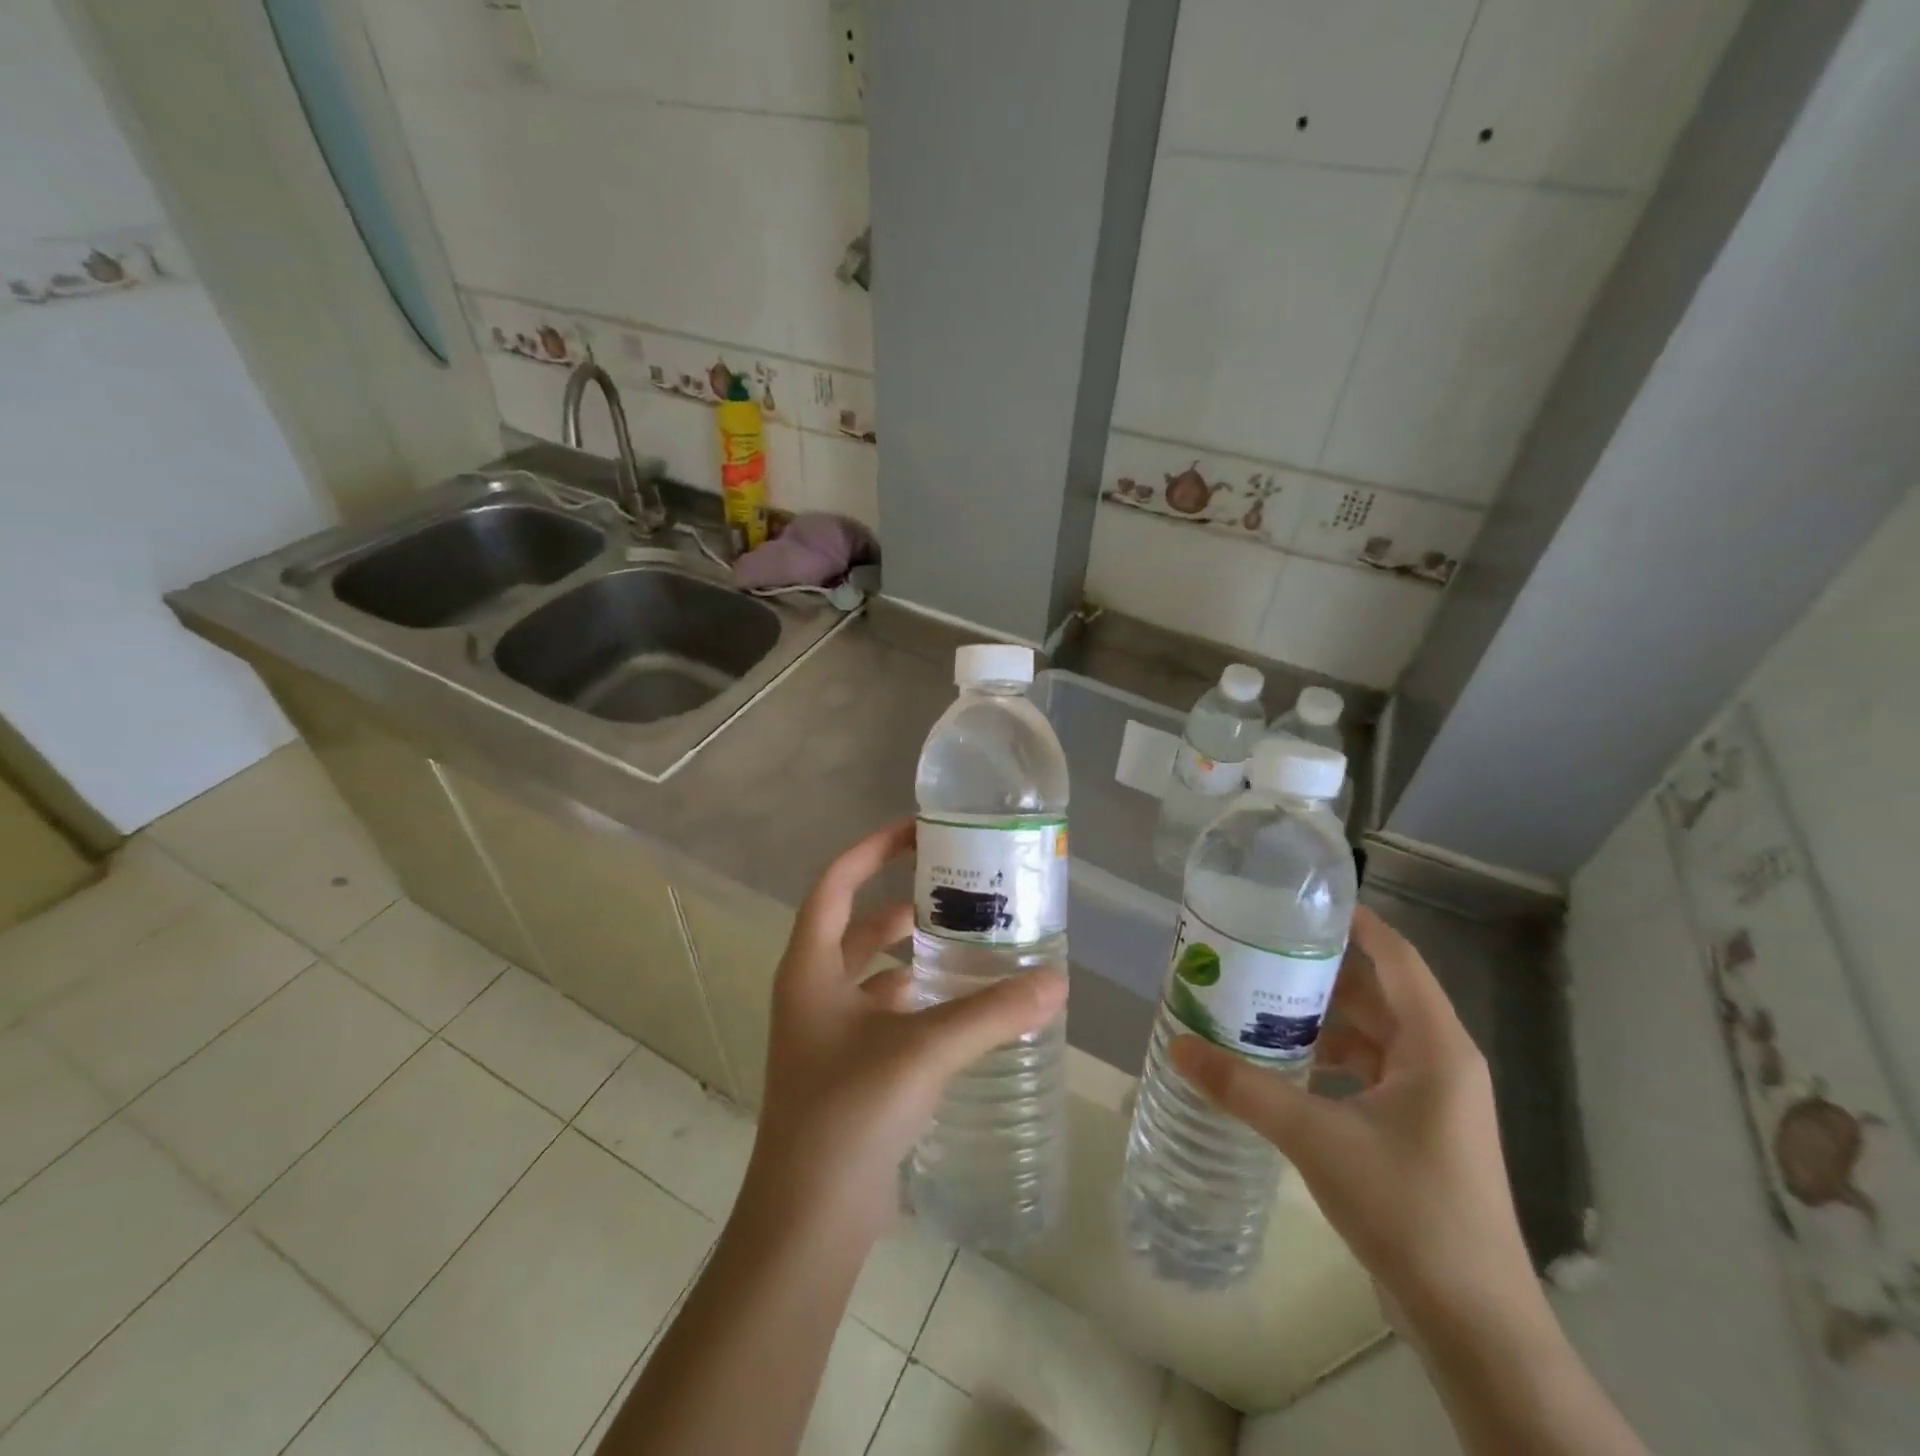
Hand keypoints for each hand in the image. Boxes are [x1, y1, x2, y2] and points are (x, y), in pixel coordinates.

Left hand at [742, 818, 1067, 1243]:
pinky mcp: (846, 1067)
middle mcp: (812, 991)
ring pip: (872, 972)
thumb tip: (1056, 981)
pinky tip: (959, 1006)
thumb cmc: (850, 1113)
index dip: (871, 850)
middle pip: (858, 925)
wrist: (810, 1219)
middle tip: (958, 890)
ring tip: (968, 943)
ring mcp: (826, 1032)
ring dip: (912, 955)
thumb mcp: (923, 1050)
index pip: (835, 884)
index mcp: (810, 968)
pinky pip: (883, 1013)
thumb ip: (991, 1013)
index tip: (917, 831)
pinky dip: (916, 1000)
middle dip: (903, 904)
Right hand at [1170, 905, 1534, 1332]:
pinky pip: (1367, 1070)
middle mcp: (1439, 1061)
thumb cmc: (1408, 1208)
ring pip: (1370, 1034)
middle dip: (1320, 970)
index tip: (1300, 900)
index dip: (1355, 922)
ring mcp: (1430, 1098)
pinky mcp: (1415, 1129)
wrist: (1473, 1322)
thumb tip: (1178, 1047)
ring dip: (1320, 1017)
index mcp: (1436, 1046)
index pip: (1397, 957)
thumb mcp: (1316, 1138)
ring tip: (1258, 998)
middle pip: (1377, 993)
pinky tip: (1281, 1062)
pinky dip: (1327, 1057)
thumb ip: (1244, 1088)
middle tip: (1259, 948)